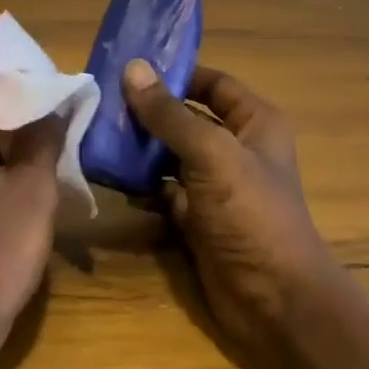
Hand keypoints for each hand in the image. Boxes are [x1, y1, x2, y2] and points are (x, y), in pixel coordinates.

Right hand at [122, 60, 350, 368]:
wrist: (273, 300)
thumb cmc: (251, 214)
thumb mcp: (212, 154)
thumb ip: (170, 115)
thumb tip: (133, 69)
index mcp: (255, 124)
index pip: (214, 84)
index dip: (178, 74)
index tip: (130, 68)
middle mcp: (236, 150)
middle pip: (187, 119)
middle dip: (148, 111)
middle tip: (99, 101)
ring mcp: (216, 187)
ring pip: (171, 156)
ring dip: (139, 148)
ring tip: (94, 132)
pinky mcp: (197, 219)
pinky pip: (163, 191)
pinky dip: (140, 184)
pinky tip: (108, 173)